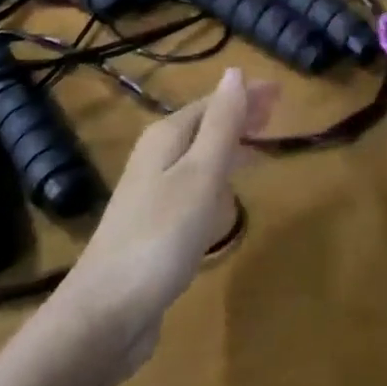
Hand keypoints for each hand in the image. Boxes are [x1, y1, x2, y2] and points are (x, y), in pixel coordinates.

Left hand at [61, 68, 278, 373]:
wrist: (106, 313)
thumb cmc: (161, 236)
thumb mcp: (200, 176)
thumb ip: (221, 125)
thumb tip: (234, 72)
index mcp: (166, 137)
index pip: (213, 102)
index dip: (245, 95)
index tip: (280, 92)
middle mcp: (156, 156)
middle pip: (204, 125)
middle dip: (239, 116)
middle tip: (277, 113)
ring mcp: (152, 192)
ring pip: (200, 155)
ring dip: (231, 144)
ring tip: (262, 147)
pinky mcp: (154, 226)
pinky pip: (195, 184)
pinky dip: (218, 176)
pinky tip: (228, 194)